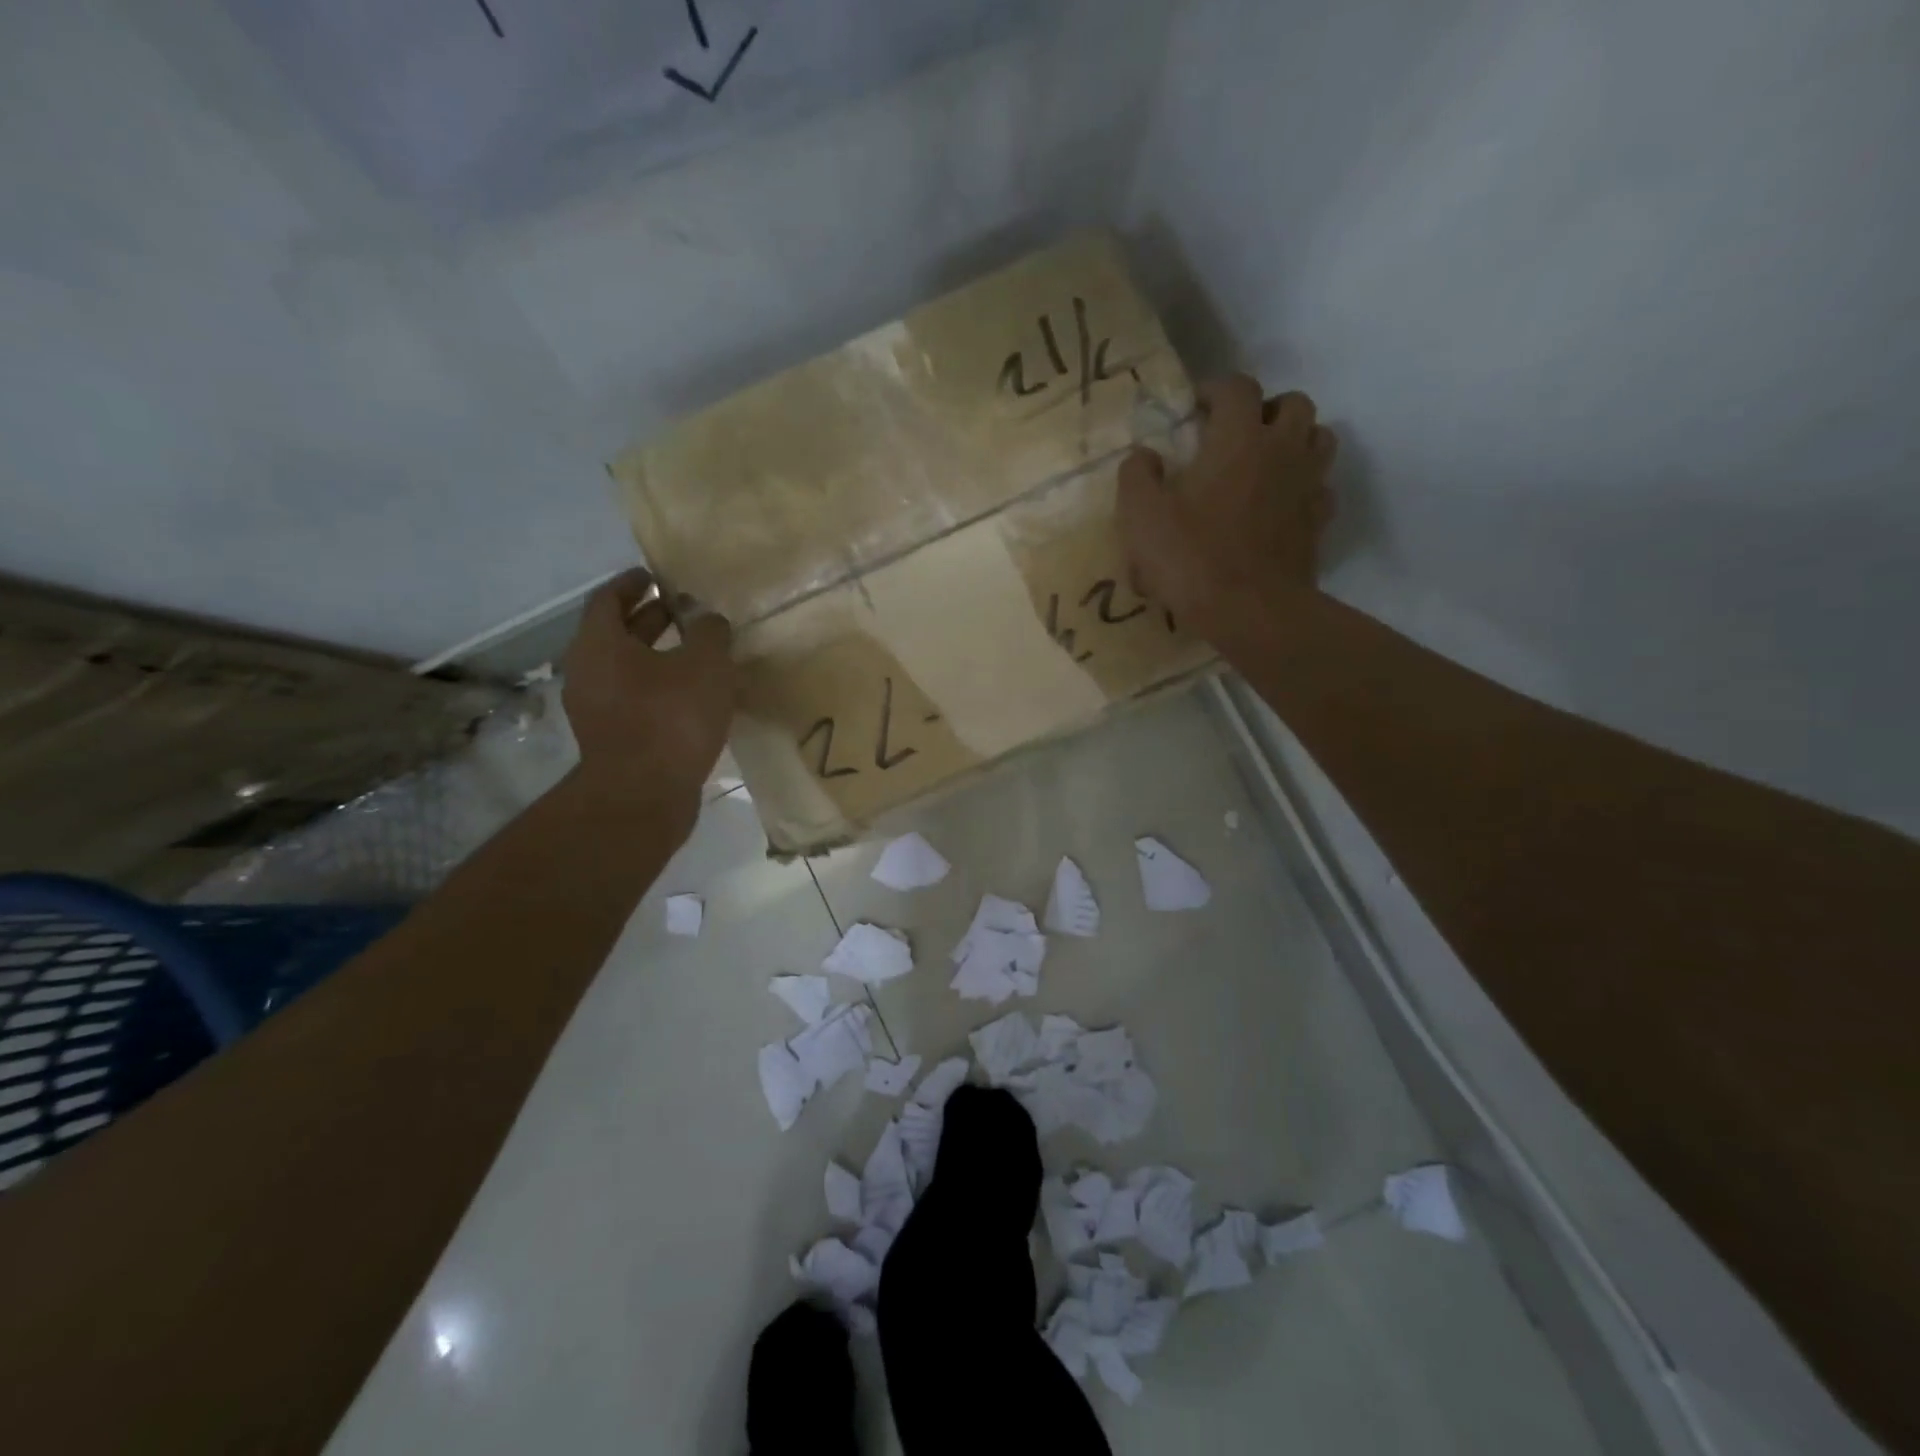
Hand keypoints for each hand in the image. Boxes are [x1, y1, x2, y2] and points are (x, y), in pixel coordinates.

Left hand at [561, 569, 735, 805]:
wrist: (644, 795)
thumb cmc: (671, 718)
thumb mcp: (705, 665)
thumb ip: (709, 632)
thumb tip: (708, 620)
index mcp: (599, 644)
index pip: (608, 598)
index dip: (632, 583)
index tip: (655, 576)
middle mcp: (588, 672)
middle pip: (616, 633)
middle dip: (649, 619)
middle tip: (682, 611)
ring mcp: (596, 709)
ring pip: (626, 669)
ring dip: (657, 656)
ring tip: (695, 653)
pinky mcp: (612, 738)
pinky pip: (634, 698)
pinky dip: (658, 687)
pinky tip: (692, 695)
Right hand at [1117, 376, 1337, 640]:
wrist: (1250, 611)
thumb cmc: (1191, 558)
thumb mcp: (1141, 516)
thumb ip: (1137, 476)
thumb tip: (1144, 456)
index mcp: (1239, 438)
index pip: (1237, 387)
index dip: (1215, 389)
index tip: (1194, 407)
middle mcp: (1283, 449)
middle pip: (1294, 403)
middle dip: (1265, 409)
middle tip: (1237, 433)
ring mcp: (1308, 485)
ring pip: (1319, 438)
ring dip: (1295, 440)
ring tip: (1266, 462)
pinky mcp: (1319, 521)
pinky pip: (1321, 486)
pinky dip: (1304, 484)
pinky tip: (1281, 503)